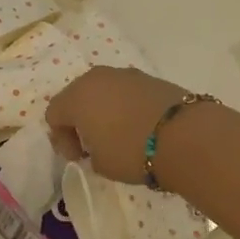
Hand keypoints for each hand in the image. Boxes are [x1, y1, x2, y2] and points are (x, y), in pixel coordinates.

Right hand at [46, 67, 190, 184]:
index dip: (62, 139)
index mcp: (76, 96)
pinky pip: (126, 92)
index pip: (54, 114)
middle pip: (77, 97)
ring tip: (119, 135)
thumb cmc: (132, 151)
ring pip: (103, 92)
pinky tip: (139, 126)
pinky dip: (126, 106)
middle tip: (93, 145)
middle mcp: (97, 78)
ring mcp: (125, 74)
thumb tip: (96, 145)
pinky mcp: (150, 77)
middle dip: (80, 120)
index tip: (79, 157)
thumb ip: (89, 152)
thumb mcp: (101, 164)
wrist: (185, 136)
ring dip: (103, 111)